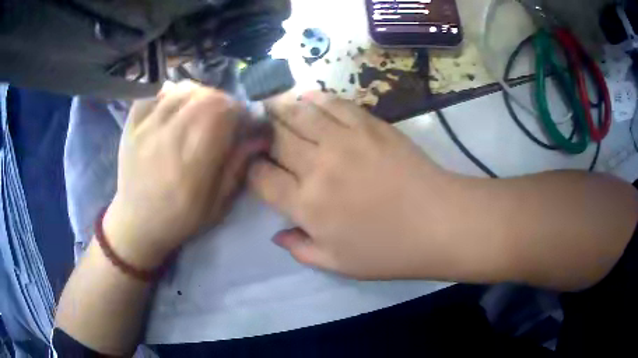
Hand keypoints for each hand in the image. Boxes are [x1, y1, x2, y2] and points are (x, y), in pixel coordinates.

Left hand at [104, 81, 265, 269]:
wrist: (137, 223)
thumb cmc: (179, 219)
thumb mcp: (217, 205)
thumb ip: (237, 167)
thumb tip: (258, 135)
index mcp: (194, 161)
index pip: (224, 113)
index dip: (240, 112)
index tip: (242, 124)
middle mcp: (169, 137)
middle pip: (205, 96)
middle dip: (223, 101)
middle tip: (223, 117)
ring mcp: (146, 127)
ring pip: (181, 90)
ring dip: (199, 94)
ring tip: (200, 110)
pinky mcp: (131, 125)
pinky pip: (153, 94)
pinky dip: (168, 93)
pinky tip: (173, 105)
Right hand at [248, 92, 459, 279]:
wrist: (438, 222)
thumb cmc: (389, 250)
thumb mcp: (338, 264)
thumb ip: (301, 249)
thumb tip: (276, 235)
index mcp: (307, 205)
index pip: (261, 177)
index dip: (251, 168)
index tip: (255, 166)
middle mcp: (317, 167)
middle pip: (275, 138)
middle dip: (261, 131)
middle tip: (257, 126)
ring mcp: (344, 140)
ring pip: (299, 113)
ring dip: (281, 107)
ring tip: (273, 103)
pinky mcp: (369, 124)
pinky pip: (334, 103)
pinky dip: (316, 98)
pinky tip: (309, 98)